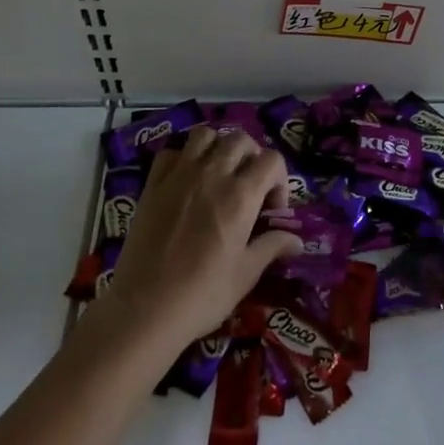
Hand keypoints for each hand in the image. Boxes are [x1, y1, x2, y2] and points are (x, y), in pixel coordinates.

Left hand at [103, 128, 301, 348]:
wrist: (145, 308)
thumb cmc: (203, 294)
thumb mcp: (246, 274)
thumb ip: (272, 247)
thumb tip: (297, 241)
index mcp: (241, 195)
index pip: (272, 160)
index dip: (279, 179)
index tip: (272, 209)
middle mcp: (212, 175)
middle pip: (240, 140)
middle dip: (252, 157)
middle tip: (249, 187)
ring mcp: (179, 176)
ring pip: (205, 136)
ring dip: (218, 148)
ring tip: (219, 174)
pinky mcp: (153, 185)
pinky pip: (171, 153)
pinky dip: (183, 158)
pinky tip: (186, 181)